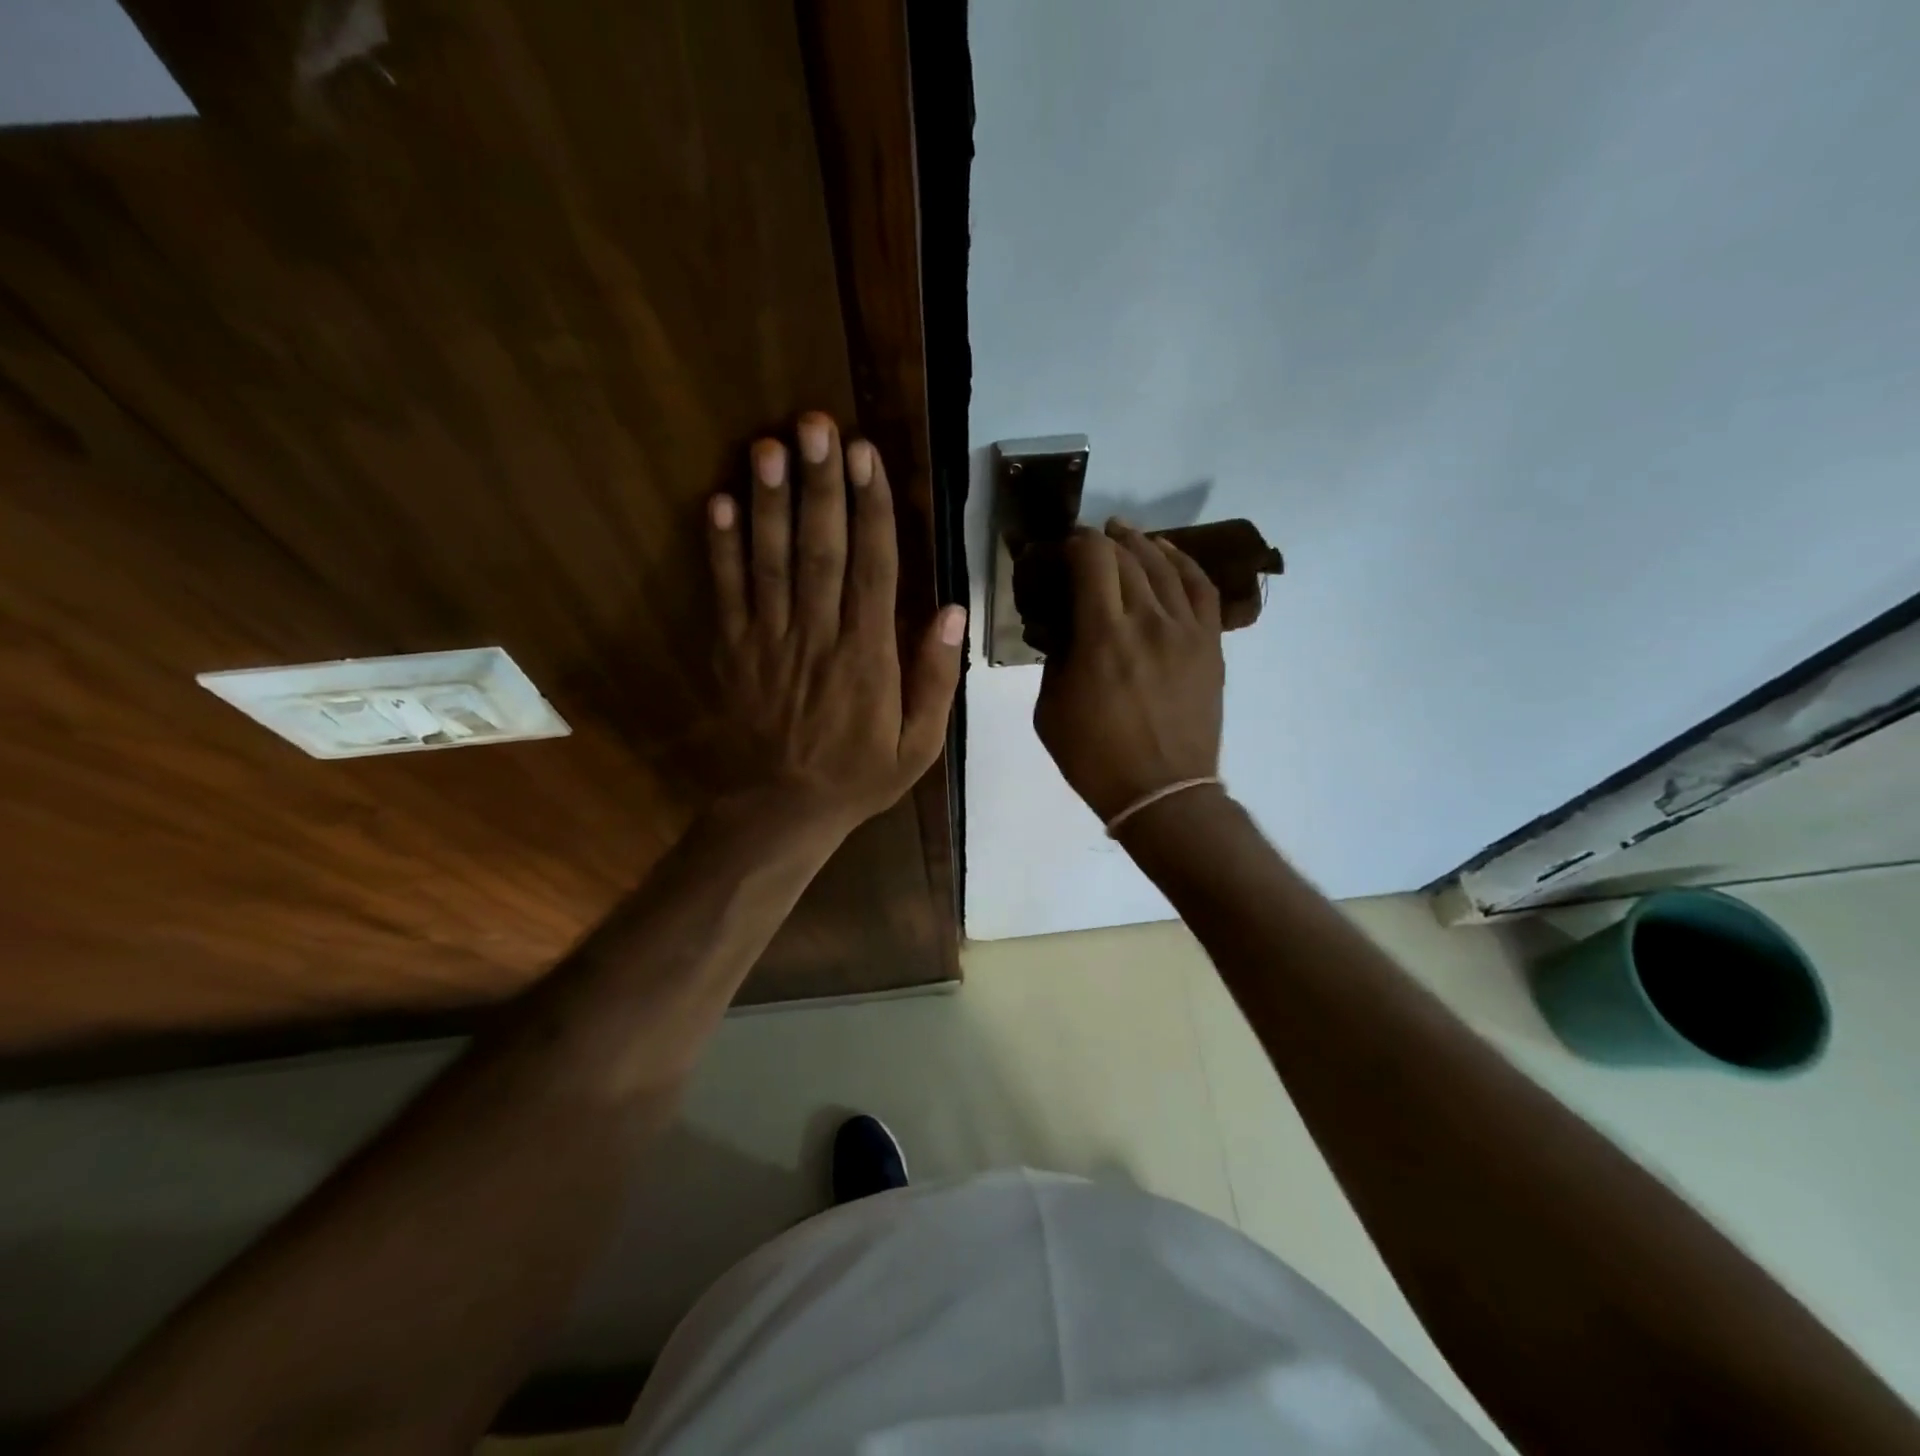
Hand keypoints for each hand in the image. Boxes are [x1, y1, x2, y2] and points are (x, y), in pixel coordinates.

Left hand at [708, 413, 965, 836]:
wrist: (783, 810)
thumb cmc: (860, 776)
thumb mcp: (919, 745)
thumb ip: (935, 678)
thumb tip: (953, 610)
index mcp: (868, 658)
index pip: (872, 570)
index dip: (871, 509)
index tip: (868, 456)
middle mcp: (818, 639)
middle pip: (820, 551)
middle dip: (820, 485)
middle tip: (816, 424)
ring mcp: (769, 642)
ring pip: (770, 562)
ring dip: (770, 501)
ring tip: (770, 445)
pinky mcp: (733, 651)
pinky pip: (726, 593)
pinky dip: (720, 548)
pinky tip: (720, 501)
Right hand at [1033, 522, 1223, 823]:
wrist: (1162, 792)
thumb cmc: (1095, 757)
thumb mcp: (1049, 708)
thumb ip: (1055, 658)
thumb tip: (1064, 627)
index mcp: (1102, 636)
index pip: (1092, 559)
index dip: (1076, 543)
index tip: (1063, 549)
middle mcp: (1148, 620)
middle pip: (1127, 556)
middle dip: (1102, 542)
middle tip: (1085, 546)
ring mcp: (1186, 630)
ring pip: (1165, 564)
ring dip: (1140, 544)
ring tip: (1124, 535)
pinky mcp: (1210, 643)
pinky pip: (1201, 588)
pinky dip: (1183, 563)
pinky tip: (1167, 554)